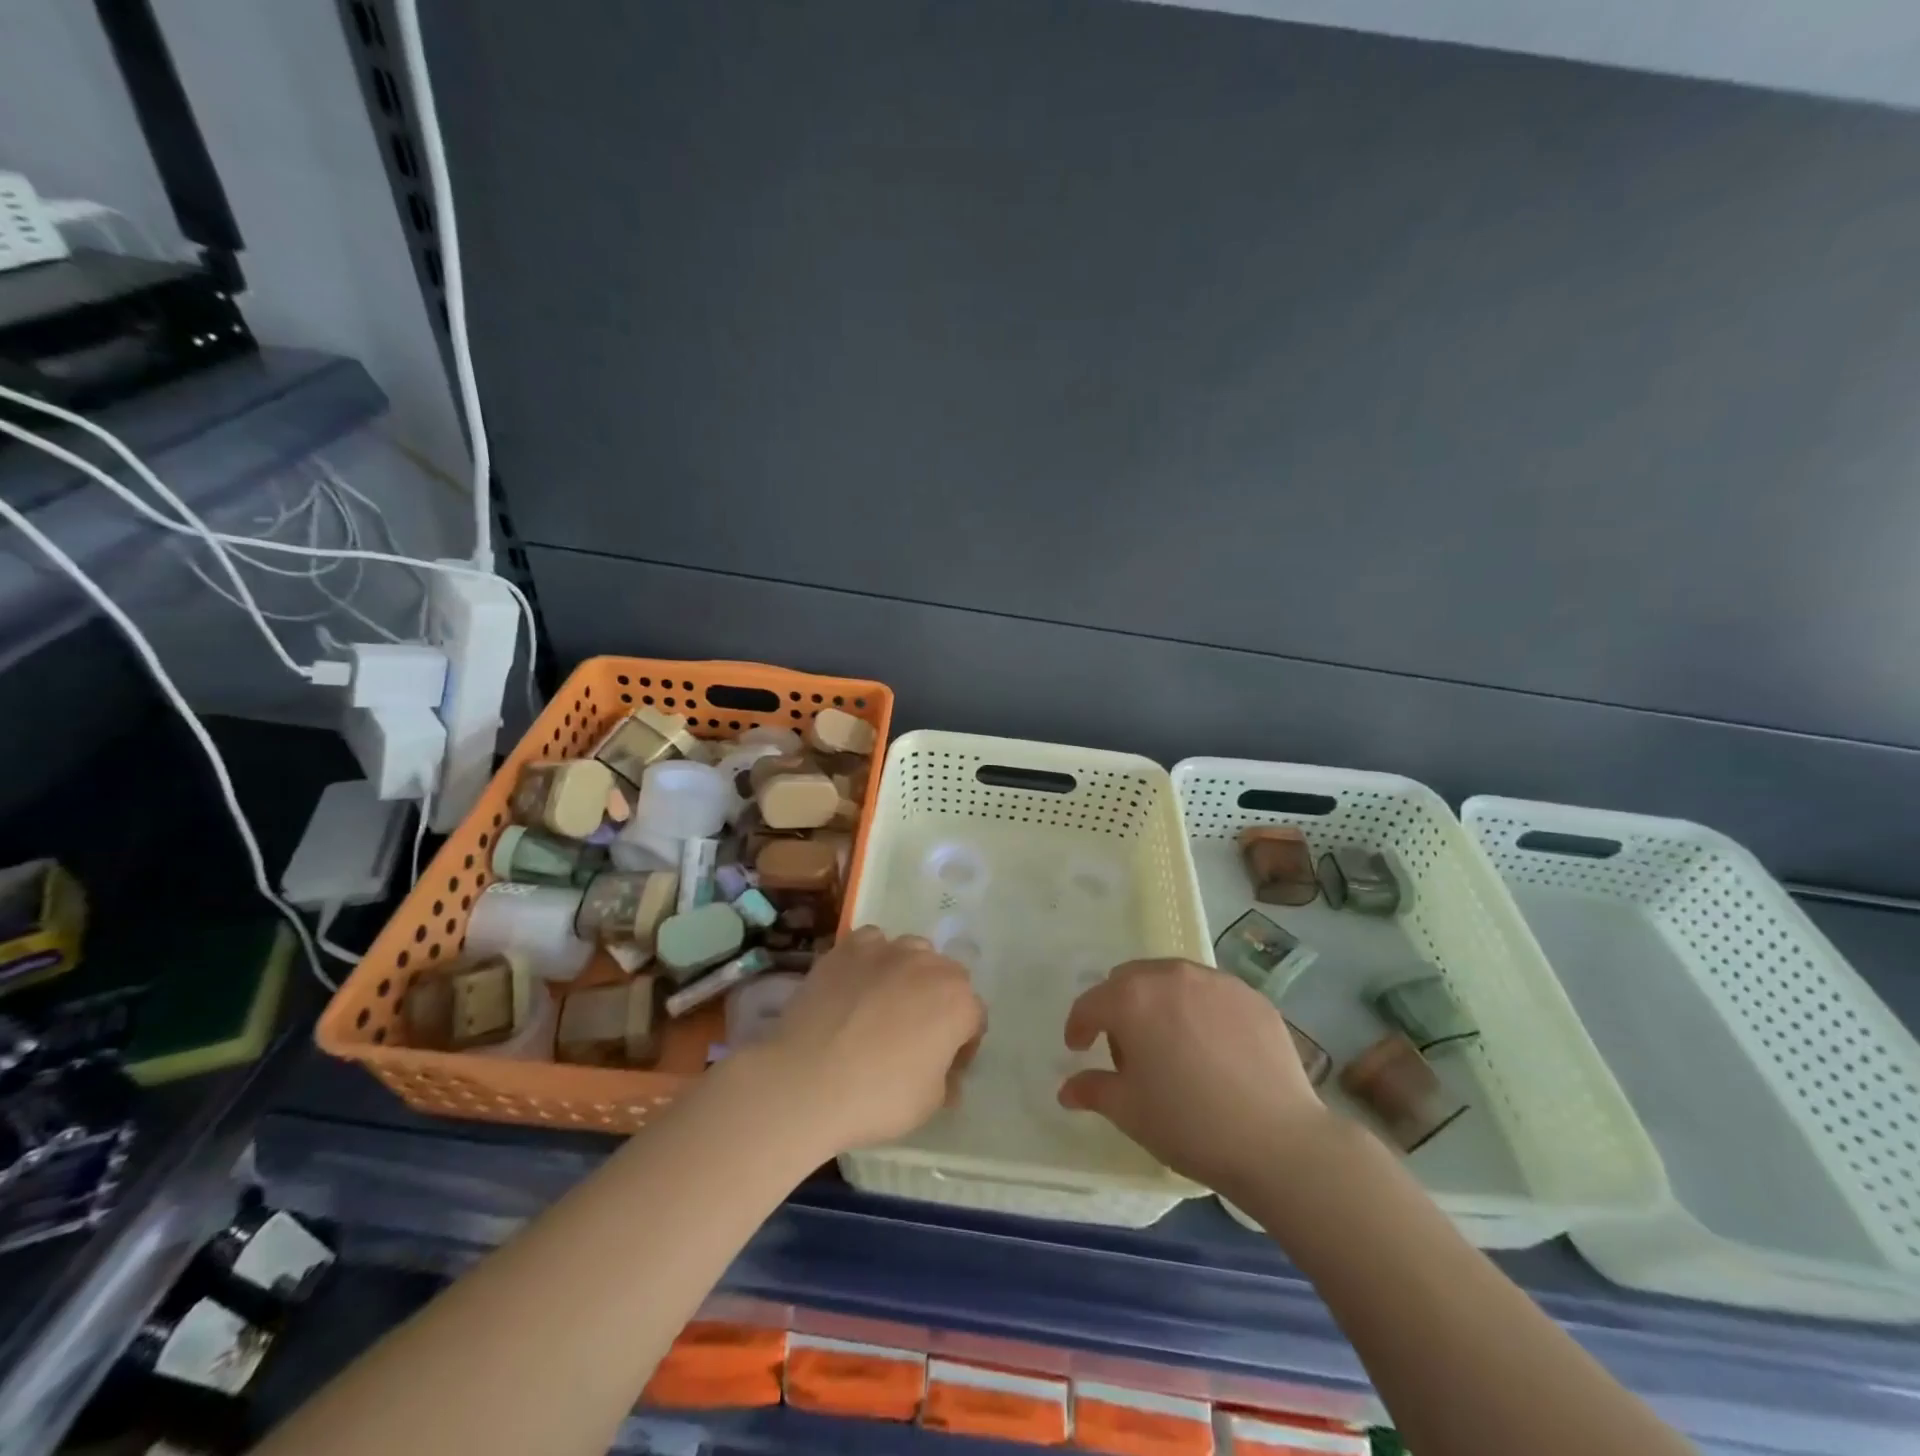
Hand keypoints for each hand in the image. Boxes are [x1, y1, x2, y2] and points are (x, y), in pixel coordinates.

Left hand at [760, 926, 984, 1153]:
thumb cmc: (877, 1097)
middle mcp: (929, 965)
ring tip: (885, 1004)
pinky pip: (872, 943)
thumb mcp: (928, 1104)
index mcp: (958, 1002)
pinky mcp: (849, 947)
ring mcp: (887, 950)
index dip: (962, 1044)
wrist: (806, 1080)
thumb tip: (946, 1074)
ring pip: (912, 952)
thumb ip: (946, 1080)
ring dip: (910, 974)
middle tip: (916, 1034)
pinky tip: (857, 984)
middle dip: (940, 1001)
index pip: (974, 1017)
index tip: (944, 1066)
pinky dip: (872, 958)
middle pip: (948, 977)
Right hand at [1058, 958, 1328, 1198]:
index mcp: (1132, 999)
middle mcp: (1171, 976)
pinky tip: (1212, 1048)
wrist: (1279, 1142)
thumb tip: (1067, 1089)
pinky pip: (1211, 993)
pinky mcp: (1252, 996)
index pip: (1091, 1003)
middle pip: (1129, 980)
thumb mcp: (1129, 1112)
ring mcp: (1216, 981)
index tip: (1079, 1048)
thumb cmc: (1189, 1125)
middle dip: (1118, 1008)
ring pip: (1171, 980)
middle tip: (1127, 1049)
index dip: (1079, 1026)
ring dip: (1159, 1003)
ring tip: (1170, 1044)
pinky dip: (1199, 1010)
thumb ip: (1093, 1090)